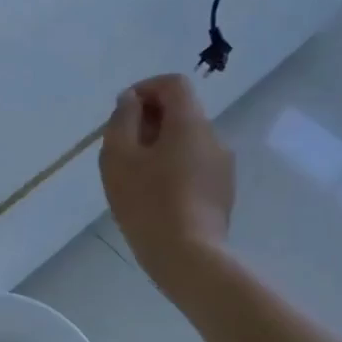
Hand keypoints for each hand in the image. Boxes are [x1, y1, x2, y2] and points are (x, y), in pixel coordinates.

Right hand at [99, 74, 235, 284]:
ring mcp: (222, 167)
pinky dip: (173, 166)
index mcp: (190, 123)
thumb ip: (122, 119)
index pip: (173, 84)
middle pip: (182, 111)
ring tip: (135, 174)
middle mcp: (214, 138)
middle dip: (149, 120)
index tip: (122, 112)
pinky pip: (195, 164)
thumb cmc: (147, 202)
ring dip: (161, 145)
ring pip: (188, 140)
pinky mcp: (222, 191)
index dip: (145, 89)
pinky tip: (155, 194)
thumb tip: (131, 100)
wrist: (188, 257)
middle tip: (122, 146)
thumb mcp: (118, 156)